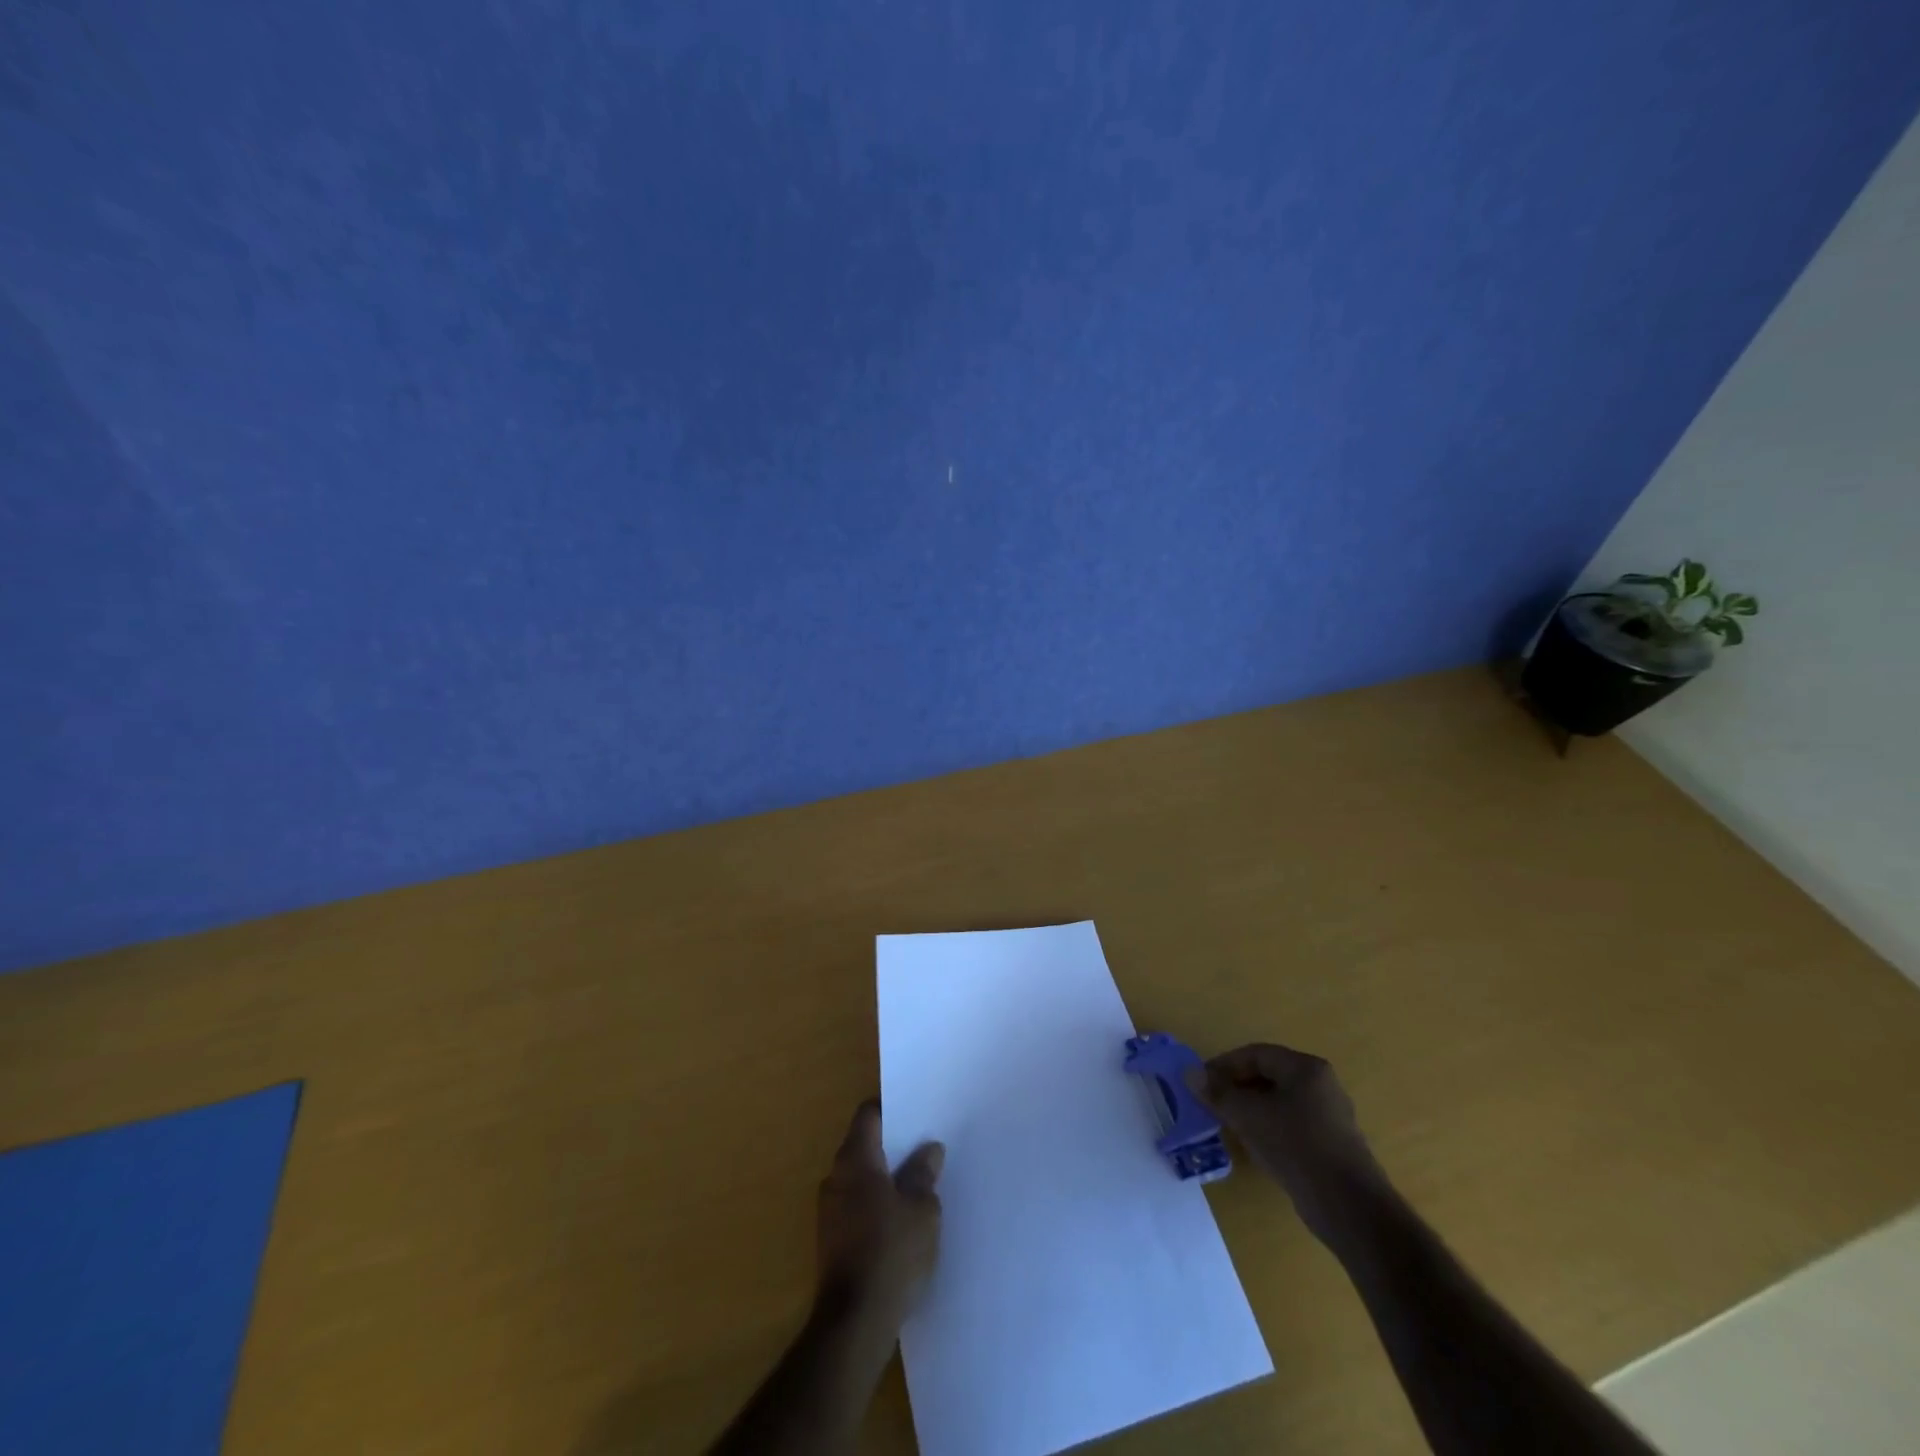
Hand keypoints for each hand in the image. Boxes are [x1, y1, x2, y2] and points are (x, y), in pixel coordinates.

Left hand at [815, 1101, 944, 1332]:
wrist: (854, 1324)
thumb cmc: (891, 1253)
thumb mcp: (922, 1210)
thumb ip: (924, 1174)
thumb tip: (928, 1149)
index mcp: (855, 1159)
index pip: (869, 1114)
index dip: (892, 1109)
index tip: (917, 1113)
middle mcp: (835, 1176)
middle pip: (864, 1145)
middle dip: (893, 1146)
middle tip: (925, 1148)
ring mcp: (829, 1210)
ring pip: (861, 1178)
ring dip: (885, 1178)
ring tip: (919, 1184)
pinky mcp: (832, 1240)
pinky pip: (857, 1205)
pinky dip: (877, 1204)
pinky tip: (902, 1221)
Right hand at [1188, 1042, 1387, 1244]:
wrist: (1349, 1208)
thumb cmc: (1297, 1147)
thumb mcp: (1249, 1116)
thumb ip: (1218, 1093)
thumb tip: (1189, 1073)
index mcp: (1306, 1068)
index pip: (1256, 1054)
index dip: (1224, 1065)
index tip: (1201, 1082)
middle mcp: (1321, 1085)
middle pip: (1267, 1076)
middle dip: (1235, 1087)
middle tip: (1210, 1102)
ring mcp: (1328, 1116)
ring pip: (1277, 1102)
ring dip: (1248, 1108)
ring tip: (1225, 1123)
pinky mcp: (1329, 1144)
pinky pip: (1289, 1124)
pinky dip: (1266, 1127)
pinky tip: (1252, 1144)